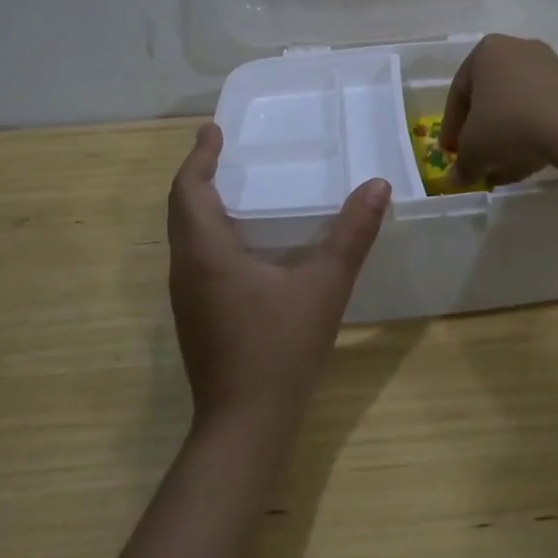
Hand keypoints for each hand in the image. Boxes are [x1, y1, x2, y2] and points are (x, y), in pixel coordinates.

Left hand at [167, 124, 388, 430]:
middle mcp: (186, 269)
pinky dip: (207, 231)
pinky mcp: (194, 317)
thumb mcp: (323, 286)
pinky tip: (240, 241)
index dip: (199, 157)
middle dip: (197, 174)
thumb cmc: (279, 349)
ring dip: (199, 204)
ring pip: (183, 235)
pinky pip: (193, 257)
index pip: (188, 190)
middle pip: (180, 209)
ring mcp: (186, 297)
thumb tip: (378, 186)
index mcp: (206, 252)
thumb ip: (351, 235)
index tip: (212, 130)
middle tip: (221, 149)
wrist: (244, 426)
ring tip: (230, 184)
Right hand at [440, 34, 557, 185]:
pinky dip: (532, 133)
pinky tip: (530, 160)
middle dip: (482, 131)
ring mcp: (548, 64)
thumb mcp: (474, 150)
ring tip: (505, 167)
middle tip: (478, 158)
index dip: (452, 127)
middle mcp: (516, 49)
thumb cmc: (509, 125)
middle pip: (490, 97)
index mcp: (485, 52)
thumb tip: (455, 179)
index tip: (451, 152)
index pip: (459, 93)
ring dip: (507, 136)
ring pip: (517, 104)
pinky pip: (542, 109)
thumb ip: (461, 164)